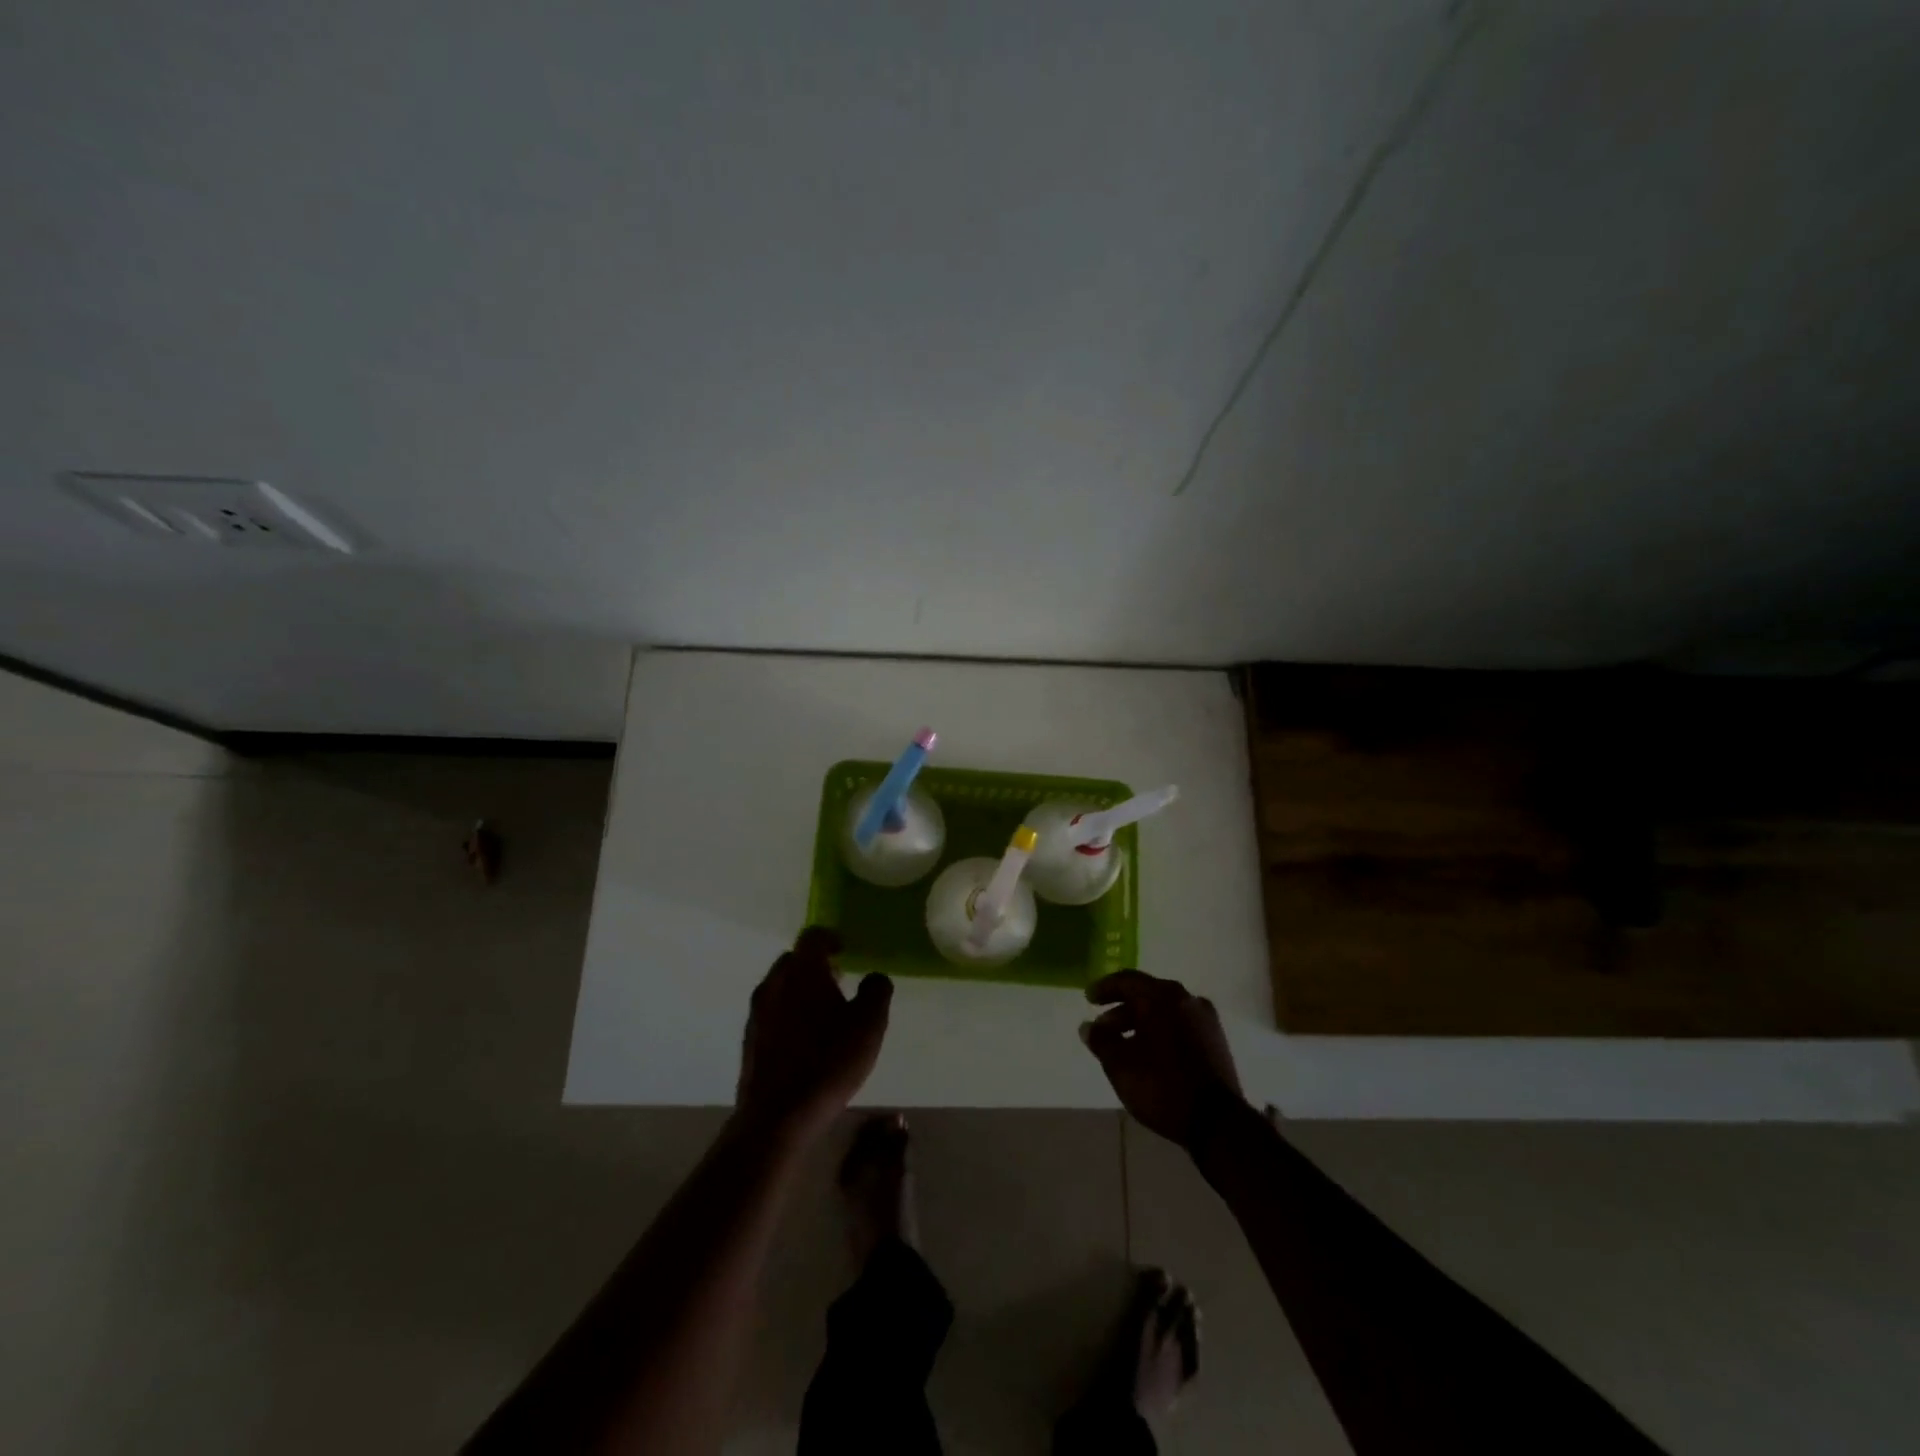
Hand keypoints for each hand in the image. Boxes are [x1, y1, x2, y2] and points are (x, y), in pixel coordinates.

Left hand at [737, 927, 892, 1145]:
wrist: (777, 1116)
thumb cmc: (828, 1061)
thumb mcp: (869, 1024)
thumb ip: (876, 991)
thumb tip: (874, 977)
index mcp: (802, 971)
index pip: (813, 936)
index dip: (831, 938)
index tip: (846, 949)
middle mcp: (774, 983)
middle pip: (793, 960)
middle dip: (815, 965)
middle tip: (839, 980)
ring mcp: (757, 1013)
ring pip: (781, 987)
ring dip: (801, 991)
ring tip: (826, 1013)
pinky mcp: (749, 1041)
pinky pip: (772, 1013)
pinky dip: (789, 1014)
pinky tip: (807, 1040)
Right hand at [1081, 970, 1246, 1148]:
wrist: (1218, 1122)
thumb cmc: (1162, 1086)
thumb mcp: (1120, 1065)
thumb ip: (1101, 1041)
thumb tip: (1088, 1027)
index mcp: (1162, 997)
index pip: (1127, 980)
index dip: (1104, 988)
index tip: (1088, 999)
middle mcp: (1186, 999)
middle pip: (1147, 994)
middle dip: (1121, 1010)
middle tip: (1102, 1029)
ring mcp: (1205, 1019)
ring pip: (1164, 1011)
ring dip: (1140, 1023)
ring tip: (1123, 1046)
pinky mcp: (1215, 1040)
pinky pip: (1179, 1025)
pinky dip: (1160, 1031)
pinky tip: (1150, 1054)